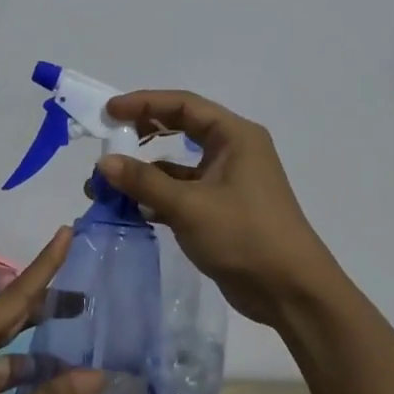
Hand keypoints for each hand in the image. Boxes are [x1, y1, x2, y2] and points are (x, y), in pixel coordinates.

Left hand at [0, 228, 104, 393]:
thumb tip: (98, 374)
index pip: (18, 293)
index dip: (46, 264)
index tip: (67, 232)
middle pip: (15, 318)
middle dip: (50, 305)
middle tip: (89, 295)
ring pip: (12, 356)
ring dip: (44, 355)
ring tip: (84, 351)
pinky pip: (5, 385)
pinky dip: (30, 389)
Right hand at [95, 90, 338, 327]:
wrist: (289, 290)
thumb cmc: (244, 235)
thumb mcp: (190, 205)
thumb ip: (145, 181)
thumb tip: (104, 163)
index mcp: (234, 136)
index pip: (183, 105)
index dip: (144, 103)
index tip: (108, 112)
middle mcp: (232, 151)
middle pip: (180, 128)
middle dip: (141, 133)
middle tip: (107, 138)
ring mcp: (227, 181)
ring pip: (177, 165)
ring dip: (144, 171)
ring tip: (104, 184)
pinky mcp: (220, 209)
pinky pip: (181, 192)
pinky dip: (156, 196)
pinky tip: (128, 208)